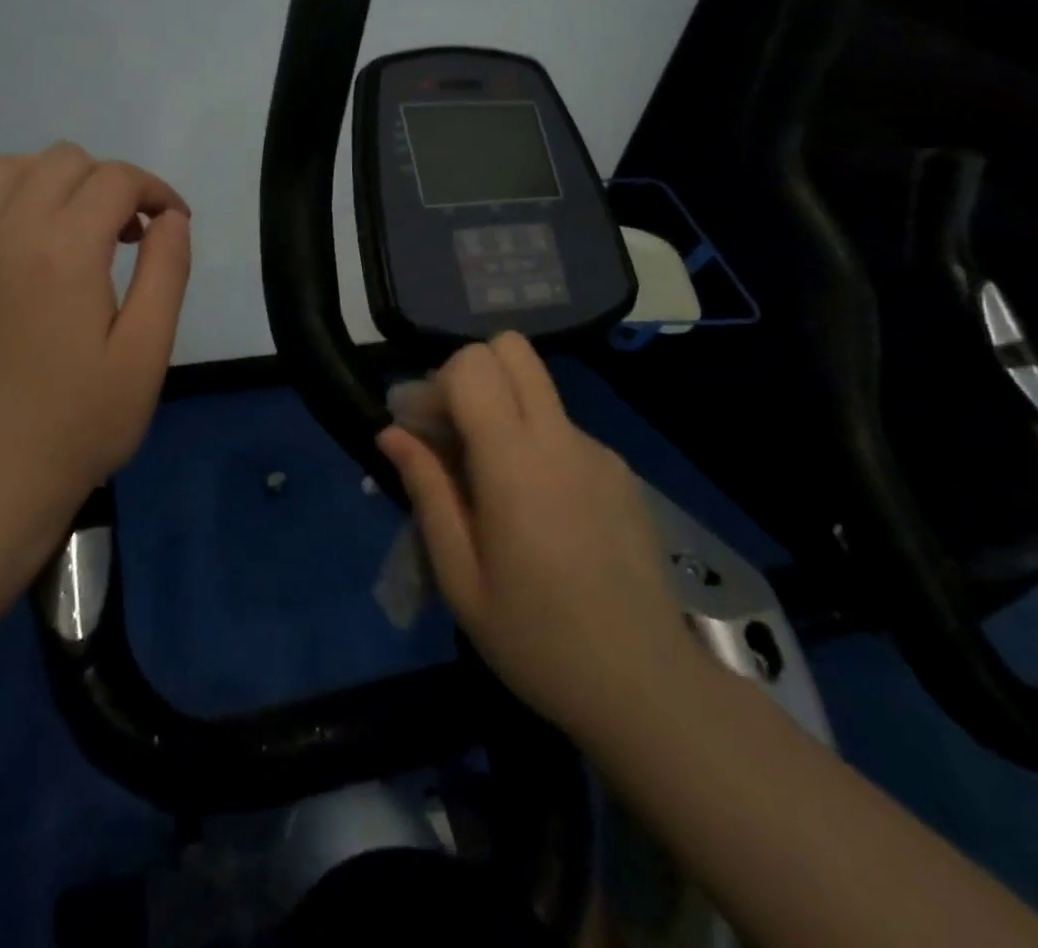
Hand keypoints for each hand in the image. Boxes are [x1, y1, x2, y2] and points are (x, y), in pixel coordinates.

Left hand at [0, 142, 190, 548]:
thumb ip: (166, 271)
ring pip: (9, 167)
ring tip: (80, 228)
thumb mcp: (148, 351)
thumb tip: (170, 218)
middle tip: (132, 235)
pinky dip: (15, 202)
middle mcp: (10, 234)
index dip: (156, 190)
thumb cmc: (84, 420)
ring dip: (55, 181)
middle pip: (64, 160)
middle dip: (111, 182)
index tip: (174, 224)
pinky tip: (37, 250)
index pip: (115, 180)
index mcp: (65, 252)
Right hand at [377, 334, 695, 738]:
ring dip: (499, 409)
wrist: (646, 687)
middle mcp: (561, 439)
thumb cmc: (537, 640)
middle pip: (512, 350)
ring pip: (536, 388)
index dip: (436, 384)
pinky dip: (532, 441)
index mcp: (517, 463)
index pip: (474, 365)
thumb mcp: (460, 577)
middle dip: (470, 374)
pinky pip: (561, 428)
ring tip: (485, 480)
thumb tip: (391, 433)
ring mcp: (597, 452)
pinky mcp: (619, 472)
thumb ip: (427, 491)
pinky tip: (532, 507)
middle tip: (450, 433)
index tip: (421, 432)